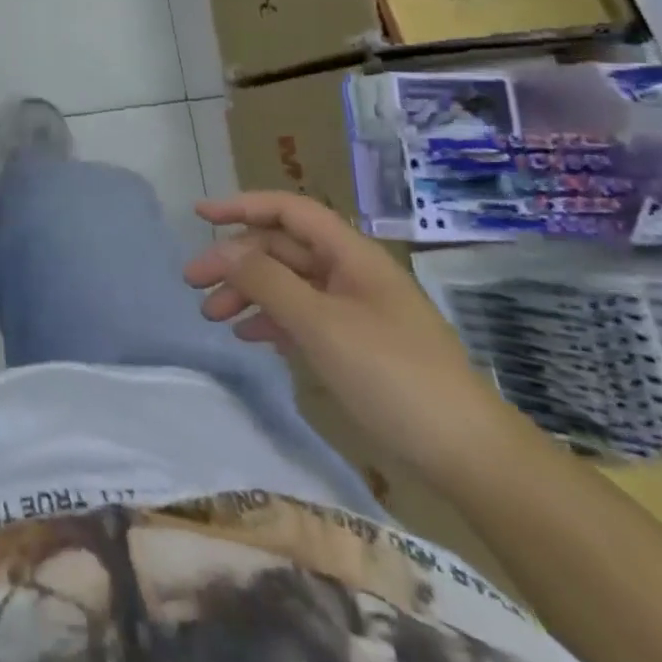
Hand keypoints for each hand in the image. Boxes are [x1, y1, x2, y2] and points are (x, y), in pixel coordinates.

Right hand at [185, 192, 519, 479]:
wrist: (469, 455)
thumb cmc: (393, 376)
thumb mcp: (321, 324)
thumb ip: (267, 281)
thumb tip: (224, 251)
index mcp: (350, 255)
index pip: (288, 211)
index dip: (242, 206)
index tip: (199, 216)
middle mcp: (350, 273)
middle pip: (281, 248)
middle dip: (235, 260)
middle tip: (193, 283)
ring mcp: (354, 309)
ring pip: (288, 283)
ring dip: (247, 292)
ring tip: (212, 316)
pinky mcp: (356, 344)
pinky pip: (302, 315)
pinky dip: (271, 320)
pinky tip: (251, 337)